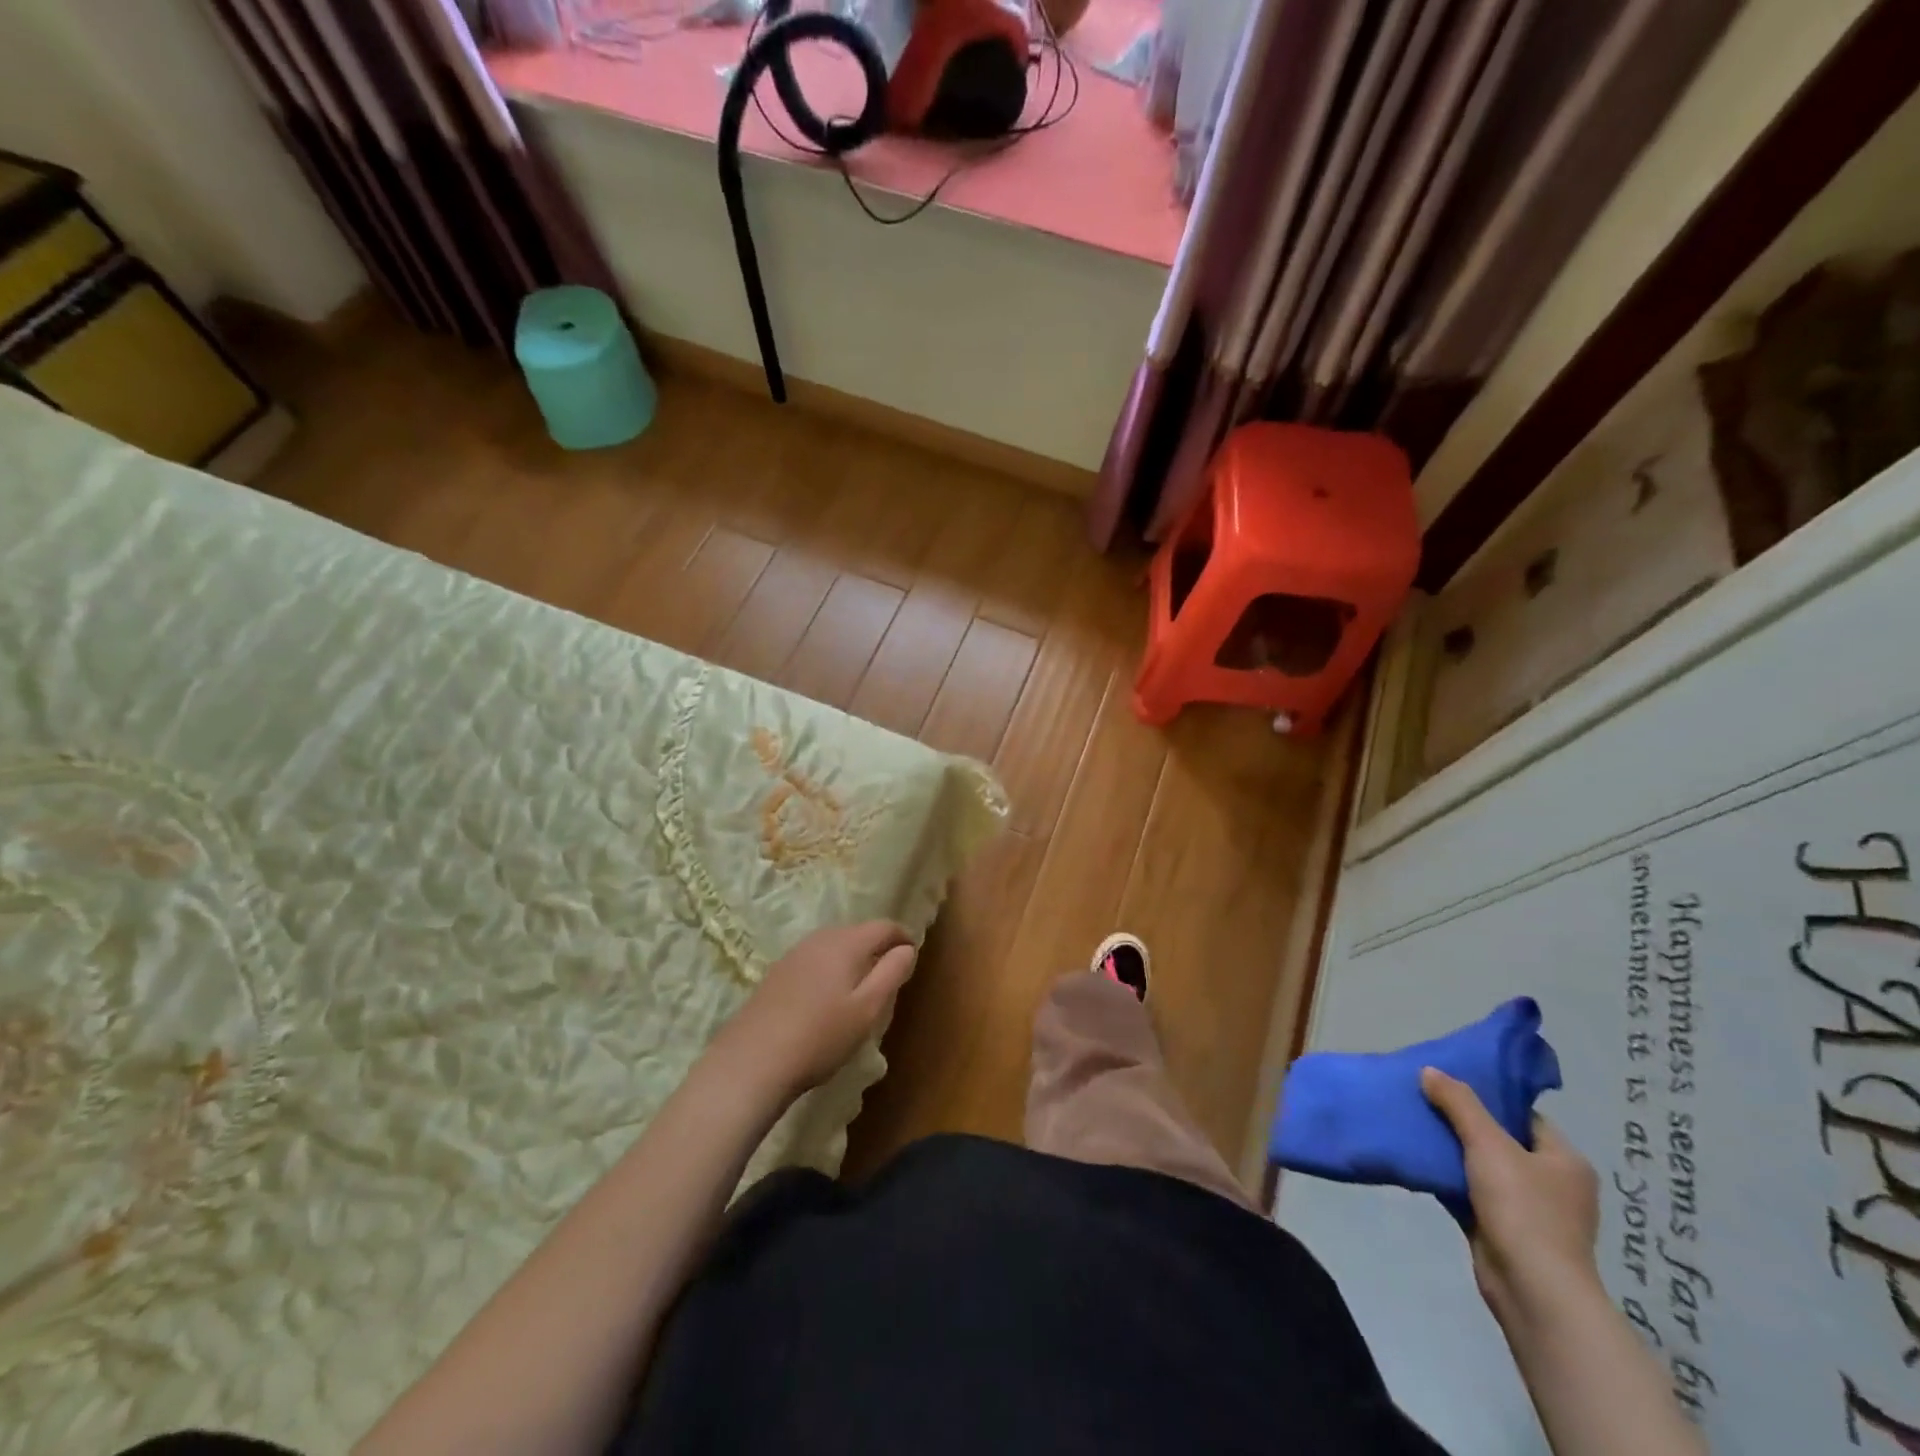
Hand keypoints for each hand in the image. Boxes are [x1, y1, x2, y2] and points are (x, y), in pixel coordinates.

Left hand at [714, 922, 917, 1098]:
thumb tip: (907, 948)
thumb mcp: (867, 1009)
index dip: (902, 937)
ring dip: (851, 958)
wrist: (752, 1061)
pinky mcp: (776, 974)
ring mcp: (794, 955)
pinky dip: (829, 969)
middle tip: (888, 975)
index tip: (912, 955)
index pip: (883, 926)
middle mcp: (819, 940)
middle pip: (856, 932)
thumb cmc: (820, 1036)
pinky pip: (813, 960)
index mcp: (846, 943)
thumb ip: (891, 973)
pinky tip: (825, 998)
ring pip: (833, 946)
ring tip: (859, 987)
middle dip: (876, 947)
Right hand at [1421, 1067, 1600, 1321]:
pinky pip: (1469, 1192)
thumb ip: (1459, 1103)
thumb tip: (1430, 1071)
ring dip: (1450, 1151)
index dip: (1487, 1097)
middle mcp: (1552, 1183)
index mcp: (1564, 1160)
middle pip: (1499, 1139)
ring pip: (1481, 1166)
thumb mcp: (1488, 1144)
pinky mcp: (1502, 1229)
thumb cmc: (1523, 1209)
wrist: (1532, 1290)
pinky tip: (1417, 1162)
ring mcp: (1528, 1210)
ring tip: (1413, 1126)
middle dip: (1461, 1122)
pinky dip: (1446, 1179)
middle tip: (1423, 1100)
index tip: (1447, 1084)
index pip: (1523, 1115)